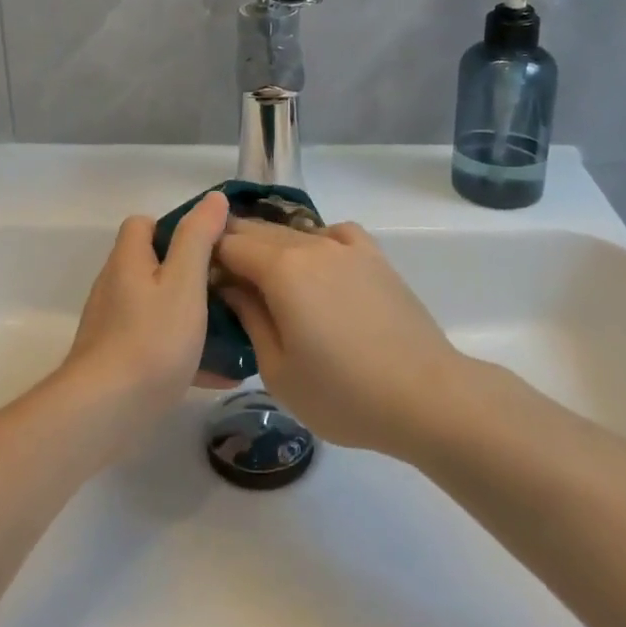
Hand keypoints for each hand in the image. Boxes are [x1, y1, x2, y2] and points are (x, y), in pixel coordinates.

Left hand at [62, 192, 229, 419]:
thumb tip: (213, 198)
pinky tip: (220, 372)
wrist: (106, 412)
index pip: (143, 224)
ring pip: (158, 307)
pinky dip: (186, 351)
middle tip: (228, 288)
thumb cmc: (151, 338)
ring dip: (191, 314)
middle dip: (190, 274)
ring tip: (231, 329)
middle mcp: (115, 287)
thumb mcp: (184, 282)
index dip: (175, 227)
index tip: (209, 245)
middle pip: (153, 266)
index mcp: (128, 261)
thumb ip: (198, 238)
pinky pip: (158, 344)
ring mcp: (114, 326)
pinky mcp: (118, 361)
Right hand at [213, 218, 463, 455]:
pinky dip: (315, 242)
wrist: (425, 395)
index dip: (208, 257)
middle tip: (223, 279)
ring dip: (271, 247)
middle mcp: (311, 245)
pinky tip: (318, 265)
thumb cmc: (343, 393)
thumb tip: (231, 287)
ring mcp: (346, 247)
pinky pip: (333, 234)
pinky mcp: (374, 257)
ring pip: (294, 232)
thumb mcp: (278, 370)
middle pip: (259, 231)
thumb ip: (250, 318)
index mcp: (281, 269)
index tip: (200, 280)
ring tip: (266, 278)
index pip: (229, 244)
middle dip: (235, 247)